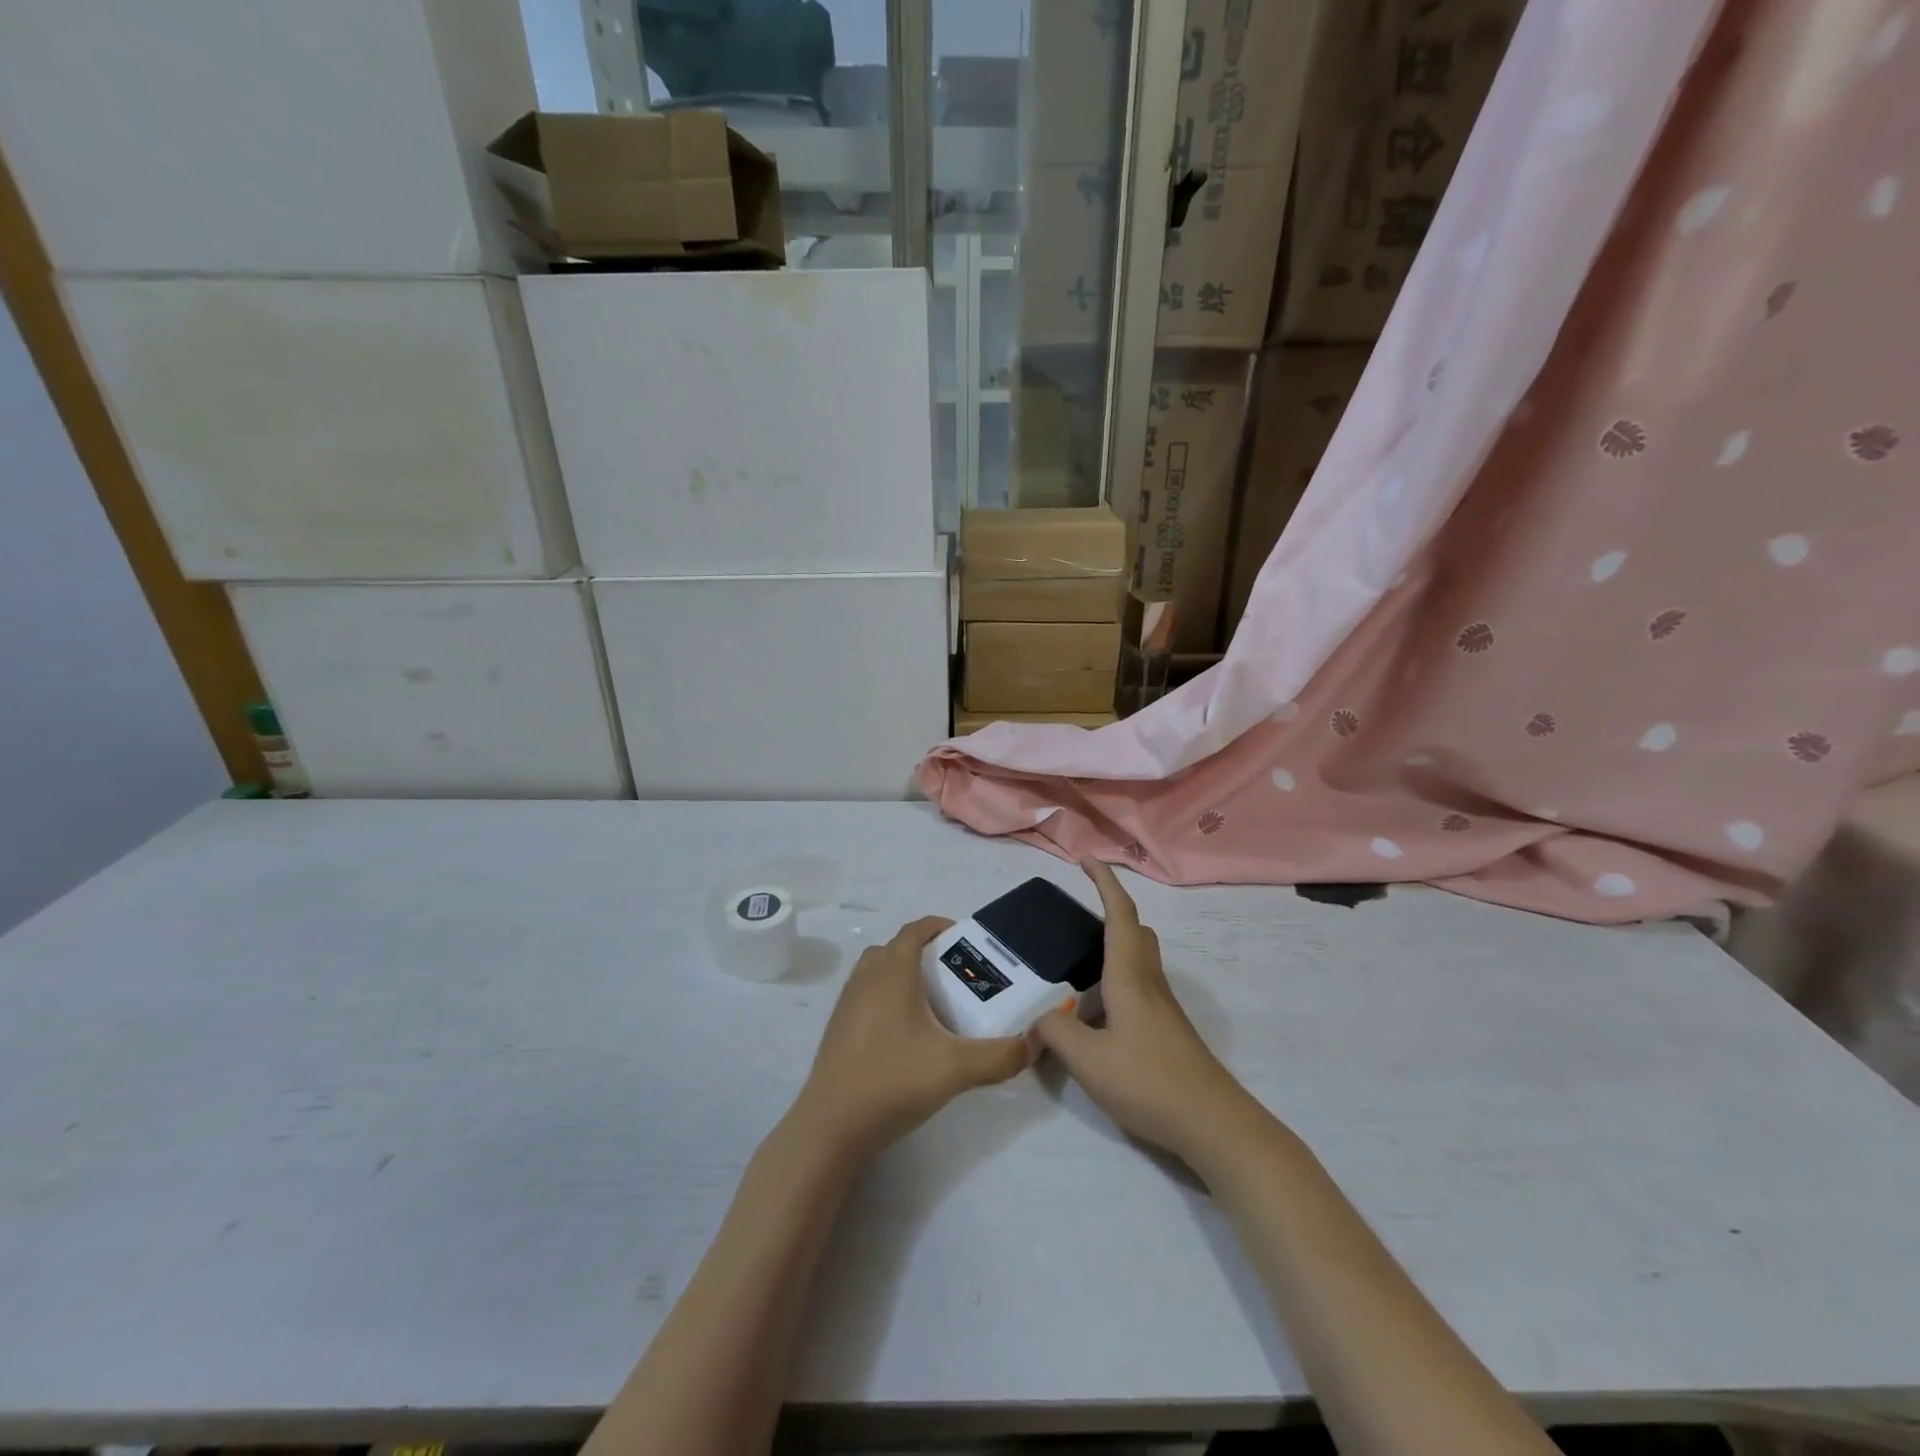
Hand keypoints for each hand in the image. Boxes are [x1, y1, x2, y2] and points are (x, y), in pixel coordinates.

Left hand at [793, 916, 1032, 1161]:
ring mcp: (846, 1004)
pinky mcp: (837, 1030)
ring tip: (930, 1002)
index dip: (937, 926)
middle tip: (951, 974)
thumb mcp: (956, 1068)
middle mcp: (866, 979)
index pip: (913, 931)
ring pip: (875, 972)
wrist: (831, 1126)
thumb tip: (1035, 1043)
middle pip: (893, 948)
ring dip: (900, 974)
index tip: (962, 938)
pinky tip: (904, 1034)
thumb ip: (1000, 1056)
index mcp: (892, 973)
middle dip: (921, 952)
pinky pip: (864, 996)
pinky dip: (884, 998)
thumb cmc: (893, 1081)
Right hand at [1036, 861, 1262, 1169]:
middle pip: (1135, 930)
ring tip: (1077, 963)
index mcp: (1130, 976)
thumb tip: (1041, 1017)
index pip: (1119, 914)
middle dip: (1110, 910)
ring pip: (1140, 958)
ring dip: (1114, 945)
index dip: (1104, 881)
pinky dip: (1117, 978)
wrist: (1213, 1123)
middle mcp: (1149, 982)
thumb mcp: (1089, 1061)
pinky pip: (1140, 985)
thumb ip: (1057, 1032)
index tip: (1086, 859)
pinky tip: (1098, 1010)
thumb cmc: (1150, 1081)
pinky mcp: (1168, 1029)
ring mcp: (1163, 1007)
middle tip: (1077, 916)